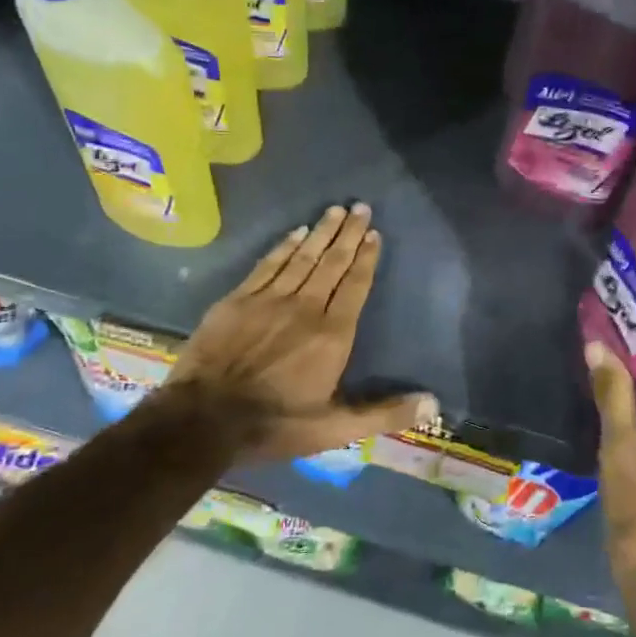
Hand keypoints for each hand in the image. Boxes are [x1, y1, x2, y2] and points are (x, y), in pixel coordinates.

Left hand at [161, 203, 437, 460]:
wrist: (202, 419)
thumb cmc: (275, 425)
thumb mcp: (335, 429)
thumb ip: (384, 413)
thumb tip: (433, 403)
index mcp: (332, 335)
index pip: (355, 286)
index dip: (366, 258)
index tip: (375, 234)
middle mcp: (305, 308)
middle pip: (332, 263)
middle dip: (348, 234)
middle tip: (360, 207)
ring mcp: (268, 300)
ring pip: (302, 257)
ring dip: (321, 232)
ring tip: (336, 210)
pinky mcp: (238, 300)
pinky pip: (268, 264)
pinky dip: (284, 246)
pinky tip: (295, 232)